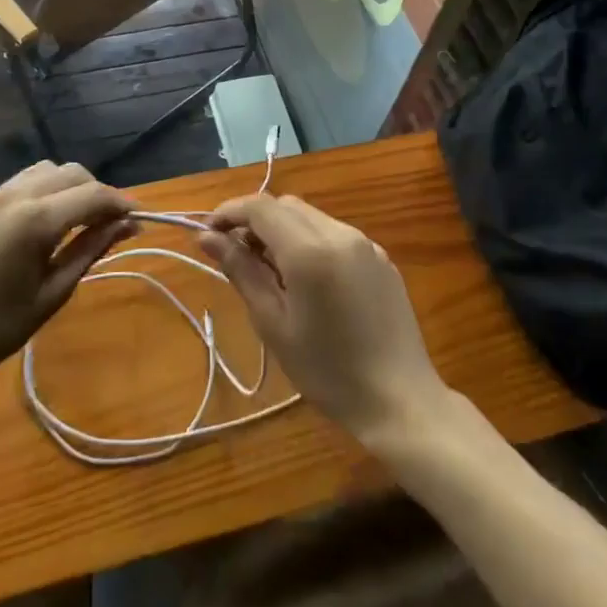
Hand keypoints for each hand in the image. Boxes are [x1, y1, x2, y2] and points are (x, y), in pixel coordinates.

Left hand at [0, 161, 137, 399]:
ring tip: (81, 222)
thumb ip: (90, 250)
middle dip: (98, 193)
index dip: (121, 204)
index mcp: (34, 219)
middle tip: (111, 226)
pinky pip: (23, 182)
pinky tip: (49, 222)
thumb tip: (128, 225)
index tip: (139, 221)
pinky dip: (46, 190)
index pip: (93, 194)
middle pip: (72, 173)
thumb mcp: (52, 293)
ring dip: (71, 187)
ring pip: (47, 170)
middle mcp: (14, 195)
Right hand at [200, 195, 451, 446]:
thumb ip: (241, 271)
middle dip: (254, 220)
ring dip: (282, 229)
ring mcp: (365, 244)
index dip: (229, 212)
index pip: (260, 207)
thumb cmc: (327, 370)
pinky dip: (309, 241)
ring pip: (310, 217)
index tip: (208, 234)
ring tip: (267, 269)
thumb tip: (206, 237)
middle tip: (234, 255)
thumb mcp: (273, 324)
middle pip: (286, 206)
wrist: (400, 400)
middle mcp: (340, 234)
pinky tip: (305, 279)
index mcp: (310, 250)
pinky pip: (334, 234)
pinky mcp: (381, 258)